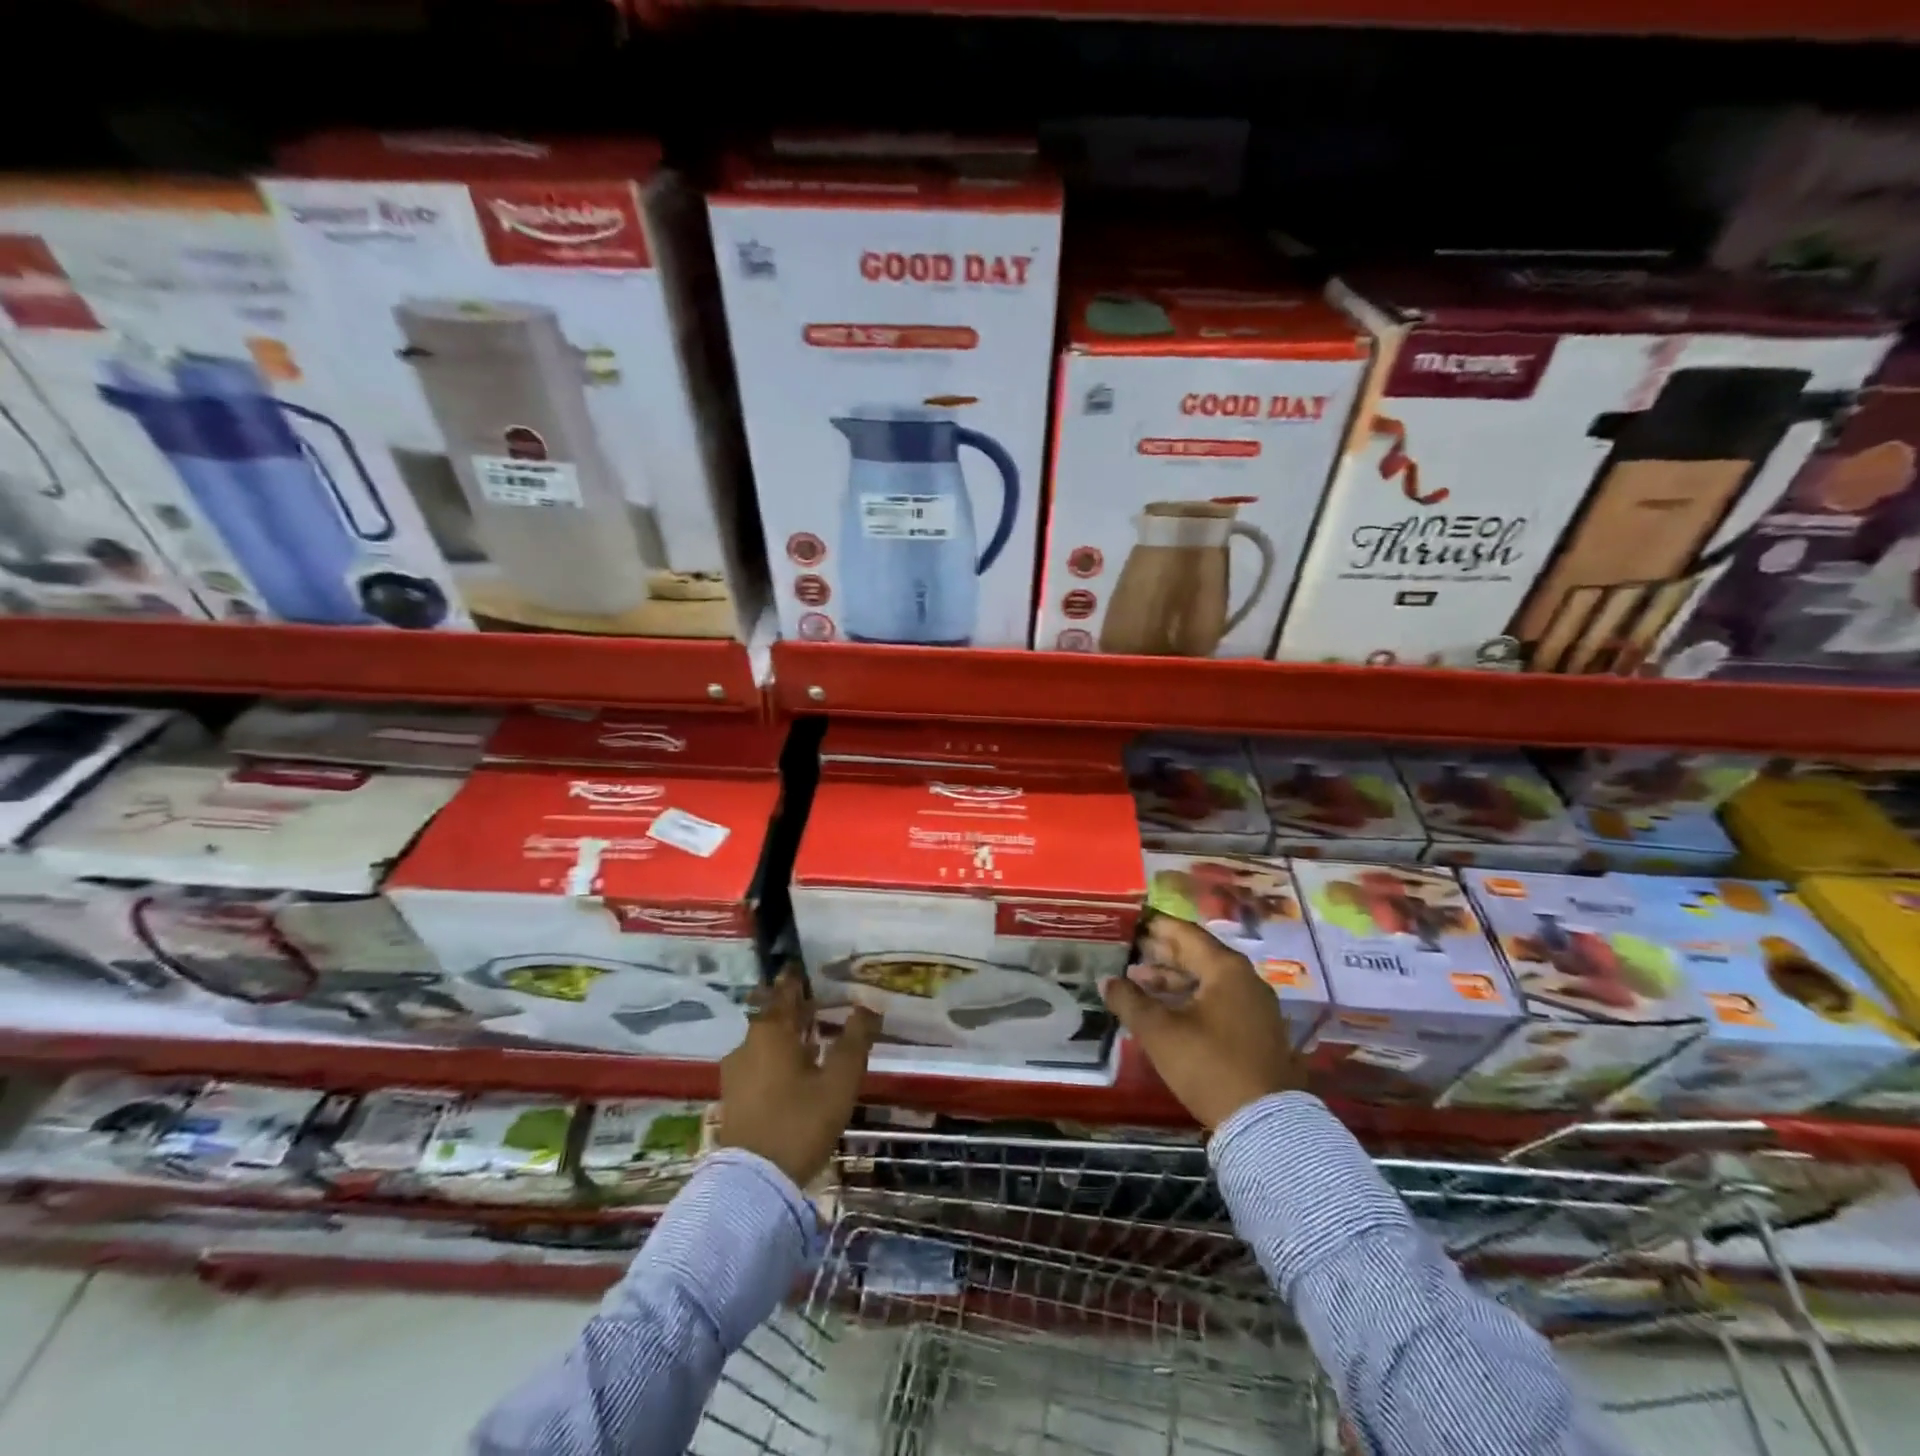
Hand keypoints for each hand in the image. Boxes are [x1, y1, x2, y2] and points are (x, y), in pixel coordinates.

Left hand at [719, 969, 880, 1186]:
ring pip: (764, 1042)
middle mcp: (747, 1044)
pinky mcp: (734, 1098)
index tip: (804, 969)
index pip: (784, 992)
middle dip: (793, 1009)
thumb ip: (855, 1040)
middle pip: (772, 1016)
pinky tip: (794, 1072)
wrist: (754, 1183)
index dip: (795, 980)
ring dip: (786, 1036)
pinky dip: (776, 1059)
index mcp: (771, 1031)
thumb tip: (868, 1007)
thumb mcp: (839, 1080)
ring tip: (811, 1039)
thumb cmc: (801, 1121)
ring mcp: (736, 1073)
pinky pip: (758, 1064)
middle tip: (817, 1004)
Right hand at [1102, 915, 1304, 1128]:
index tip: (1131, 920)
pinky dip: (1190, 999)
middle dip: (1161, 954)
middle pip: (1197, 955)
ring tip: (1138, 983)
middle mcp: (1245, 980)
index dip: (1156, 926)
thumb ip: (1129, 1001)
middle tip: (1128, 950)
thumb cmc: (1209, 1065)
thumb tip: (1106, 981)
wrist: (1265, 1124)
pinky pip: (1217, 1001)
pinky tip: (1165, 1011)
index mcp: (1225, 969)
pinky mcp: (1257, 1032)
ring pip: (1207, 981)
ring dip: (1172, 980)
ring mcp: (1255, 1007)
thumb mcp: (1159, 1032)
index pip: (1185, 933)